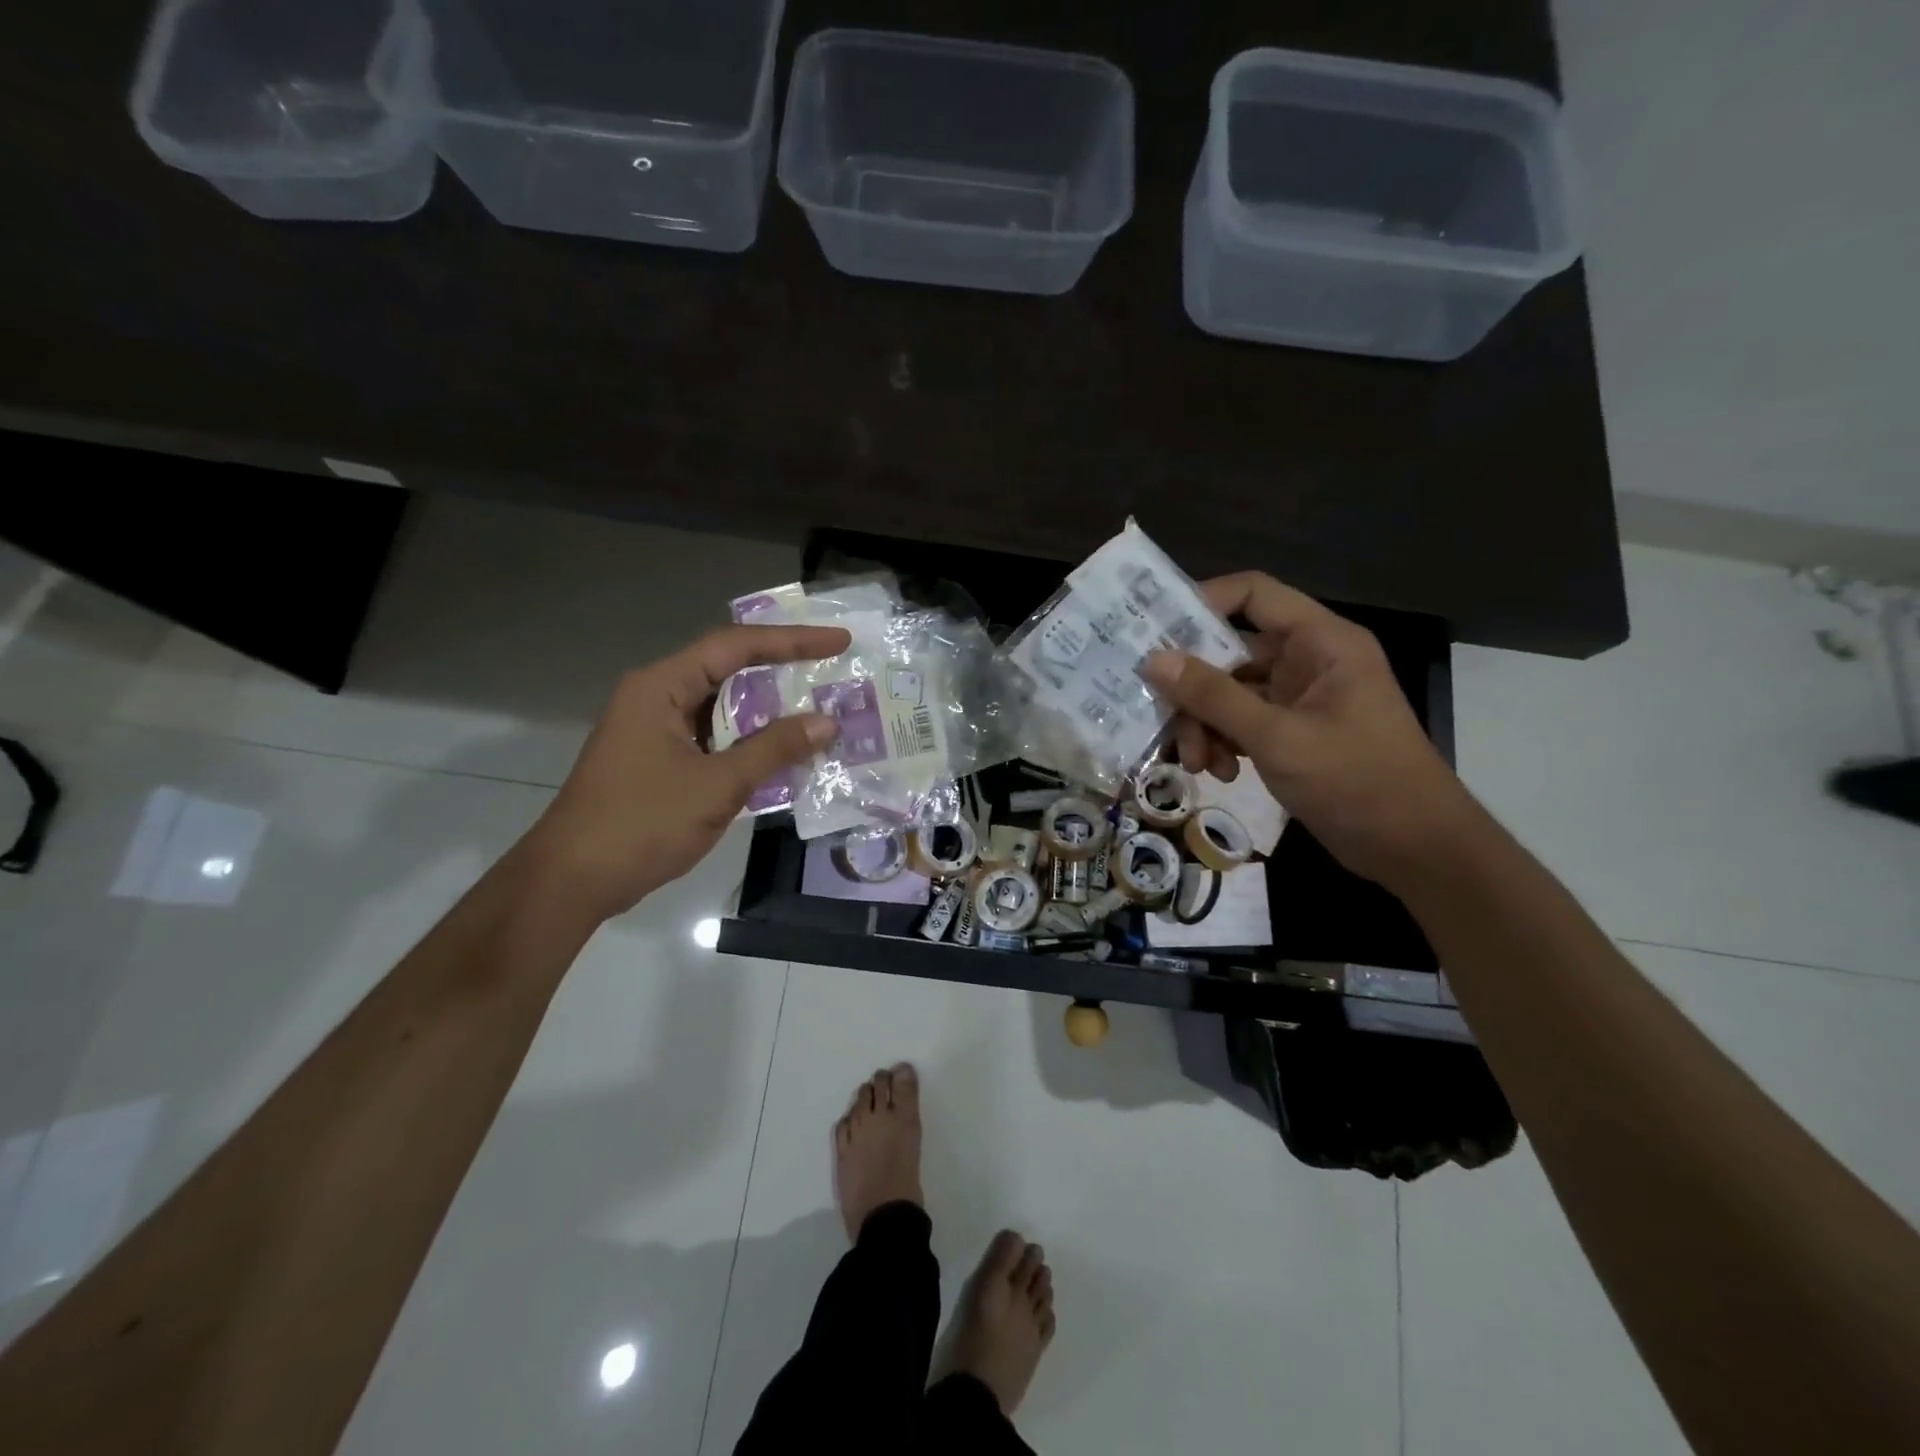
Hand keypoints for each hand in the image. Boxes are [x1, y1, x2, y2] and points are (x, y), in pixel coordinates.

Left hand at [526, 623, 850, 920]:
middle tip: (834, 674)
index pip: (735, 646)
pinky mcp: (659, 759)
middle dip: (783, 672)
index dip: (792, 641)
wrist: (572, 882)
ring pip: (722, 707)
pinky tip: (784, 753)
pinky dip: (749, 741)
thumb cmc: (641, 825)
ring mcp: (655, 729)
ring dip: (768, 711)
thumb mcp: (717, 785)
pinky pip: (713, 737)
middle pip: (728, 669)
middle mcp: (656, 696)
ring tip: (819, 712)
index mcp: (660, 686)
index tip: (838, 642)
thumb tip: (827, 722)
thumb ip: (774, 749)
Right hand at [1141, 572, 1476, 886]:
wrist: (1413, 848)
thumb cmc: (1355, 781)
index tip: (1156, 635)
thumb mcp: (1276, 737)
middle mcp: (1308, 660)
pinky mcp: (1291, 732)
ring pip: (1230, 693)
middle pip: (1231, 652)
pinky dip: (1224, 743)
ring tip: (1199, 764)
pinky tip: (1220, 773)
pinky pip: (1242, 722)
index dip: (1202, 603)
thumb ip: (1213, 697)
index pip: (1254, 593)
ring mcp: (1299, 698)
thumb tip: (1154, 660)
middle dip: (1195, 690)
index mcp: (1320, 641)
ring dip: (1205, 725)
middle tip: (1165, 721)